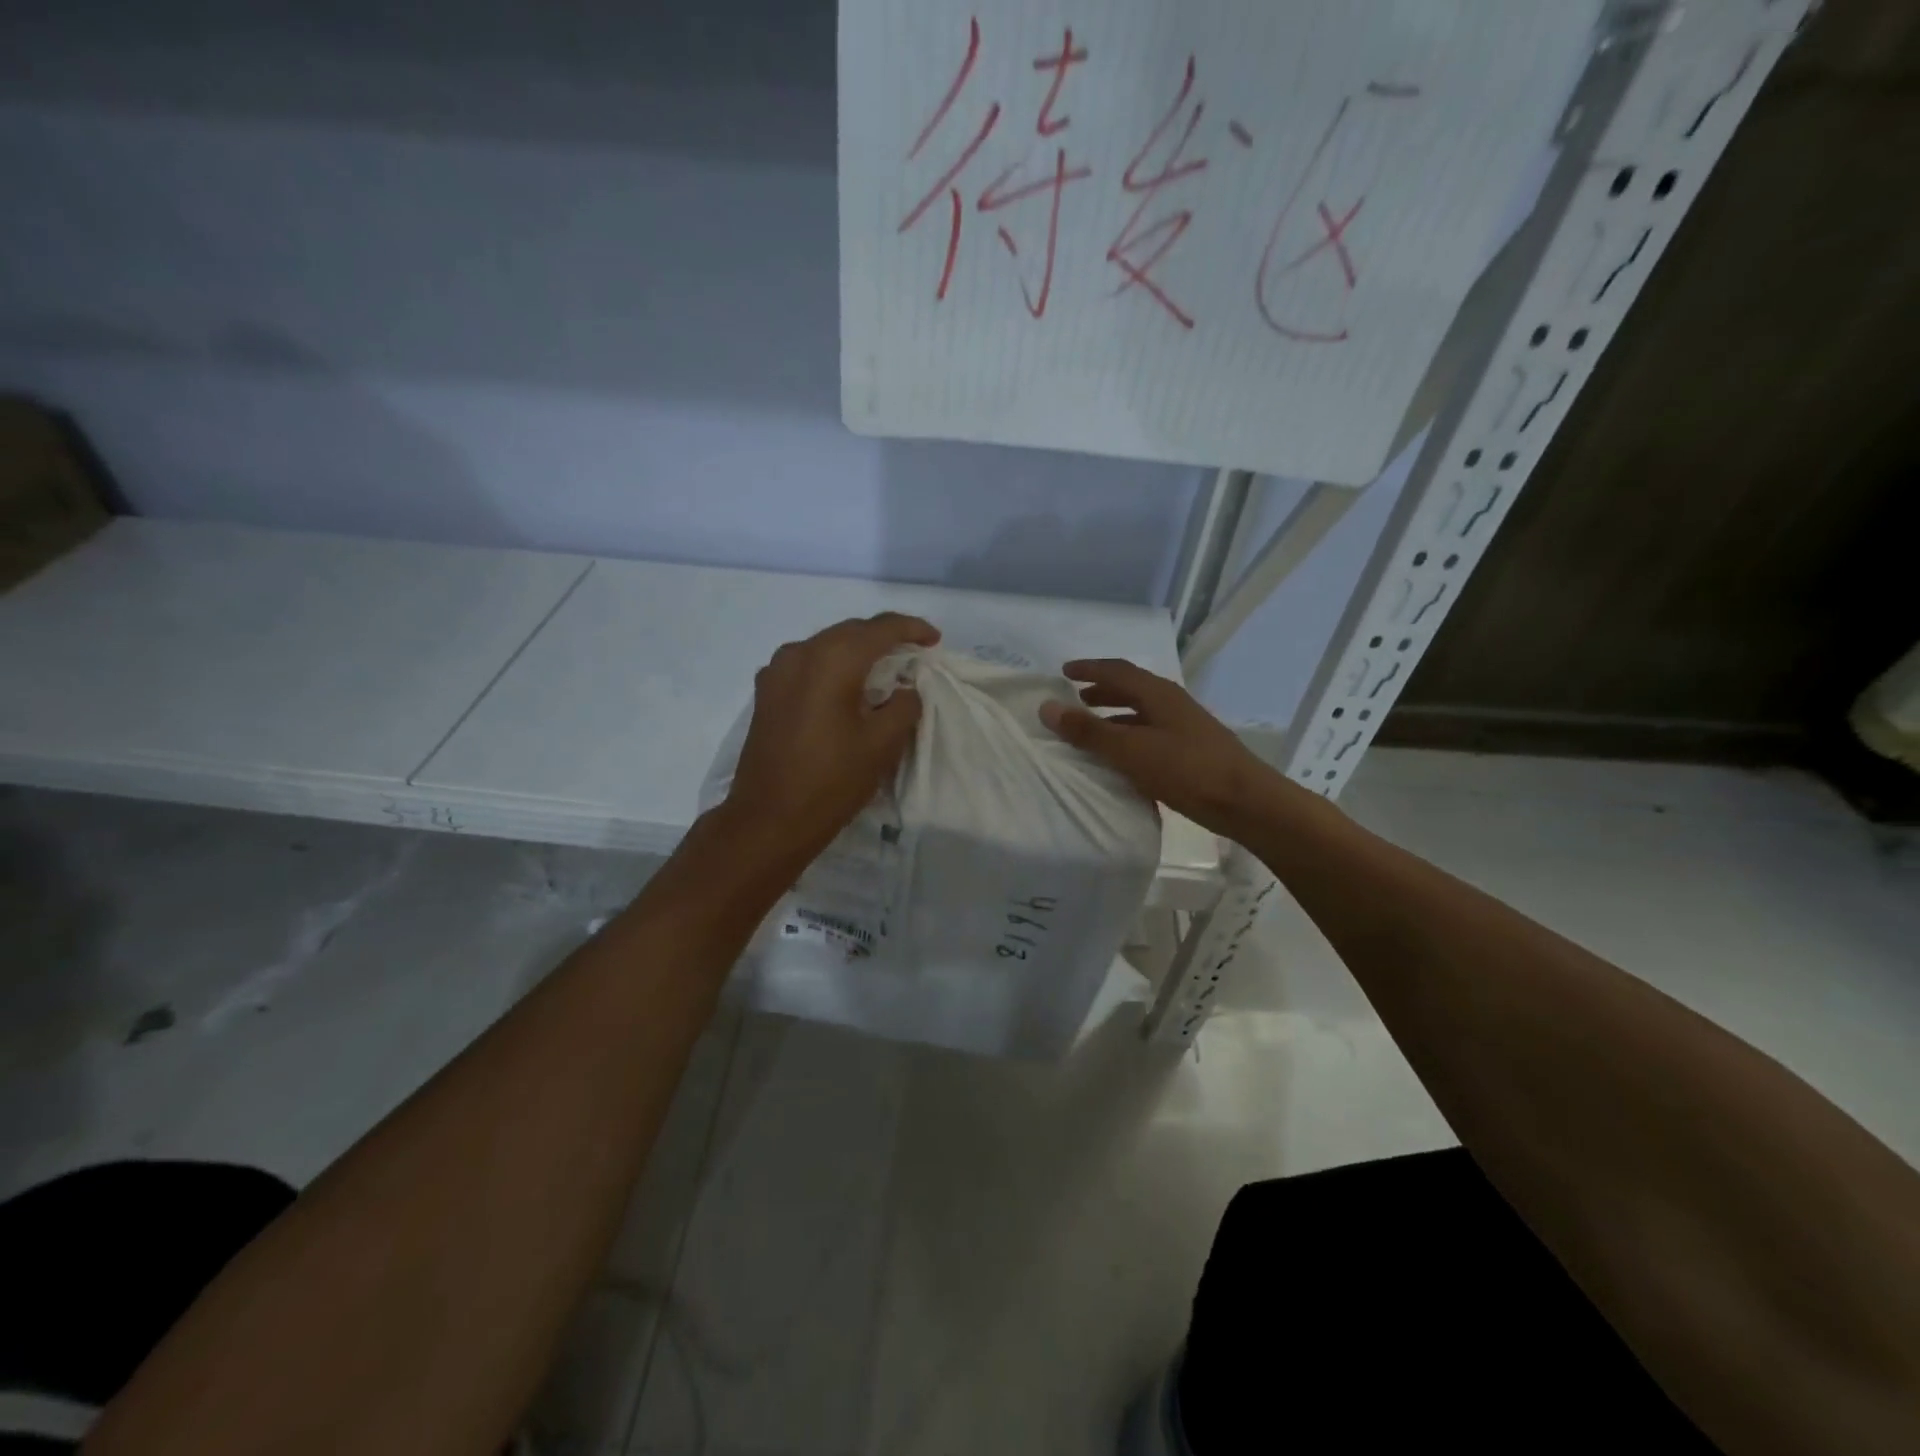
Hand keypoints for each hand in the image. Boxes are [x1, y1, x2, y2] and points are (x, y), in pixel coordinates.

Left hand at [721, 612, 940, 860]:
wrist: (768, 820)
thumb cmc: (831, 782)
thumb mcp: (881, 745)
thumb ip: (903, 706)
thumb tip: (905, 689)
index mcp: (831, 660)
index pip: (879, 629)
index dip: (912, 629)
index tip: (935, 640)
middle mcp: (800, 653)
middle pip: (850, 631)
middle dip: (884, 637)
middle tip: (913, 653)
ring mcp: (777, 672)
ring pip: (826, 645)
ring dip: (857, 650)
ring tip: (883, 668)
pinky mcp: (766, 693)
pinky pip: (807, 664)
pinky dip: (833, 666)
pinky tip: (846, 686)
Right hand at [1040, 658, 1279, 836]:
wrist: (1246, 802)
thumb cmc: (1187, 770)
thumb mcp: (1131, 750)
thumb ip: (1089, 731)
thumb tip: (1047, 707)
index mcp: (1158, 694)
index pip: (1117, 670)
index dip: (1089, 669)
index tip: (1064, 673)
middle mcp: (1172, 703)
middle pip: (1132, 688)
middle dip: (1102, 690)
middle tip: (1076, 700)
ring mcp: (1186, 727)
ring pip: (1142, 713)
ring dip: (1116, 715)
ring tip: (1093, 729)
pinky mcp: (1192, 751)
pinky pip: (1151, 734)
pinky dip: (1130, 737)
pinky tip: (1122, 758)